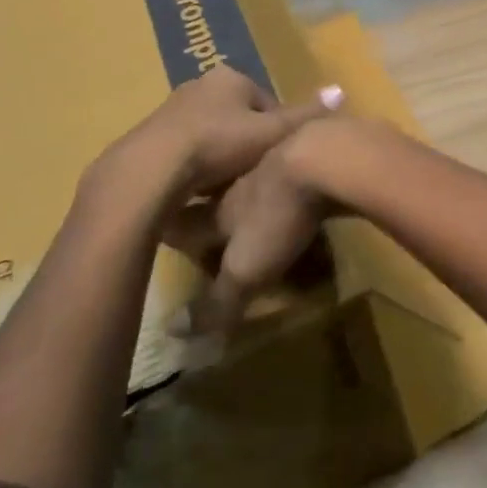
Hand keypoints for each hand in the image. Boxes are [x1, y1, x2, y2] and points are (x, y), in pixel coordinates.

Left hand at [85, 66, 342, 222]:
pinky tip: (202, 189)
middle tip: (257, 173)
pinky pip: (188, 148)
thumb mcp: (273, 133)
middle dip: (249, 143)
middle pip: (239, 117)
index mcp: (230, 77)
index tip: (278, 158)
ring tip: (230, 185)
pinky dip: (198, 165)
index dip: (278, 132)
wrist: (153, 168)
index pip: (267, 103)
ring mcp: (172, 108)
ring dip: (223, 155)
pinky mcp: (151, 134)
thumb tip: (341, 90)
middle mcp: (200, 84)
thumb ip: (306, 115)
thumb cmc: (220, 144)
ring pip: (213, 133)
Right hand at [189, 117, 351, 330]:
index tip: (162, 233)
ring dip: (260, 187)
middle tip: (212, 211)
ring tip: (262, 199)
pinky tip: (313, 187)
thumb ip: (217, 301)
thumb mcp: (245, 269)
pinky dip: (303, 179)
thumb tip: (174, 332)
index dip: (175, 232)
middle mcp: (247, 182)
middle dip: (215, 204)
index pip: (188, 222)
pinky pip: (304, 169)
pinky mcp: (320, 155)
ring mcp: (285, 163)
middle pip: (223, 194)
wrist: (324, 156)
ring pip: (263, 175)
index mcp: (223, 209)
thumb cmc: (277, 216)